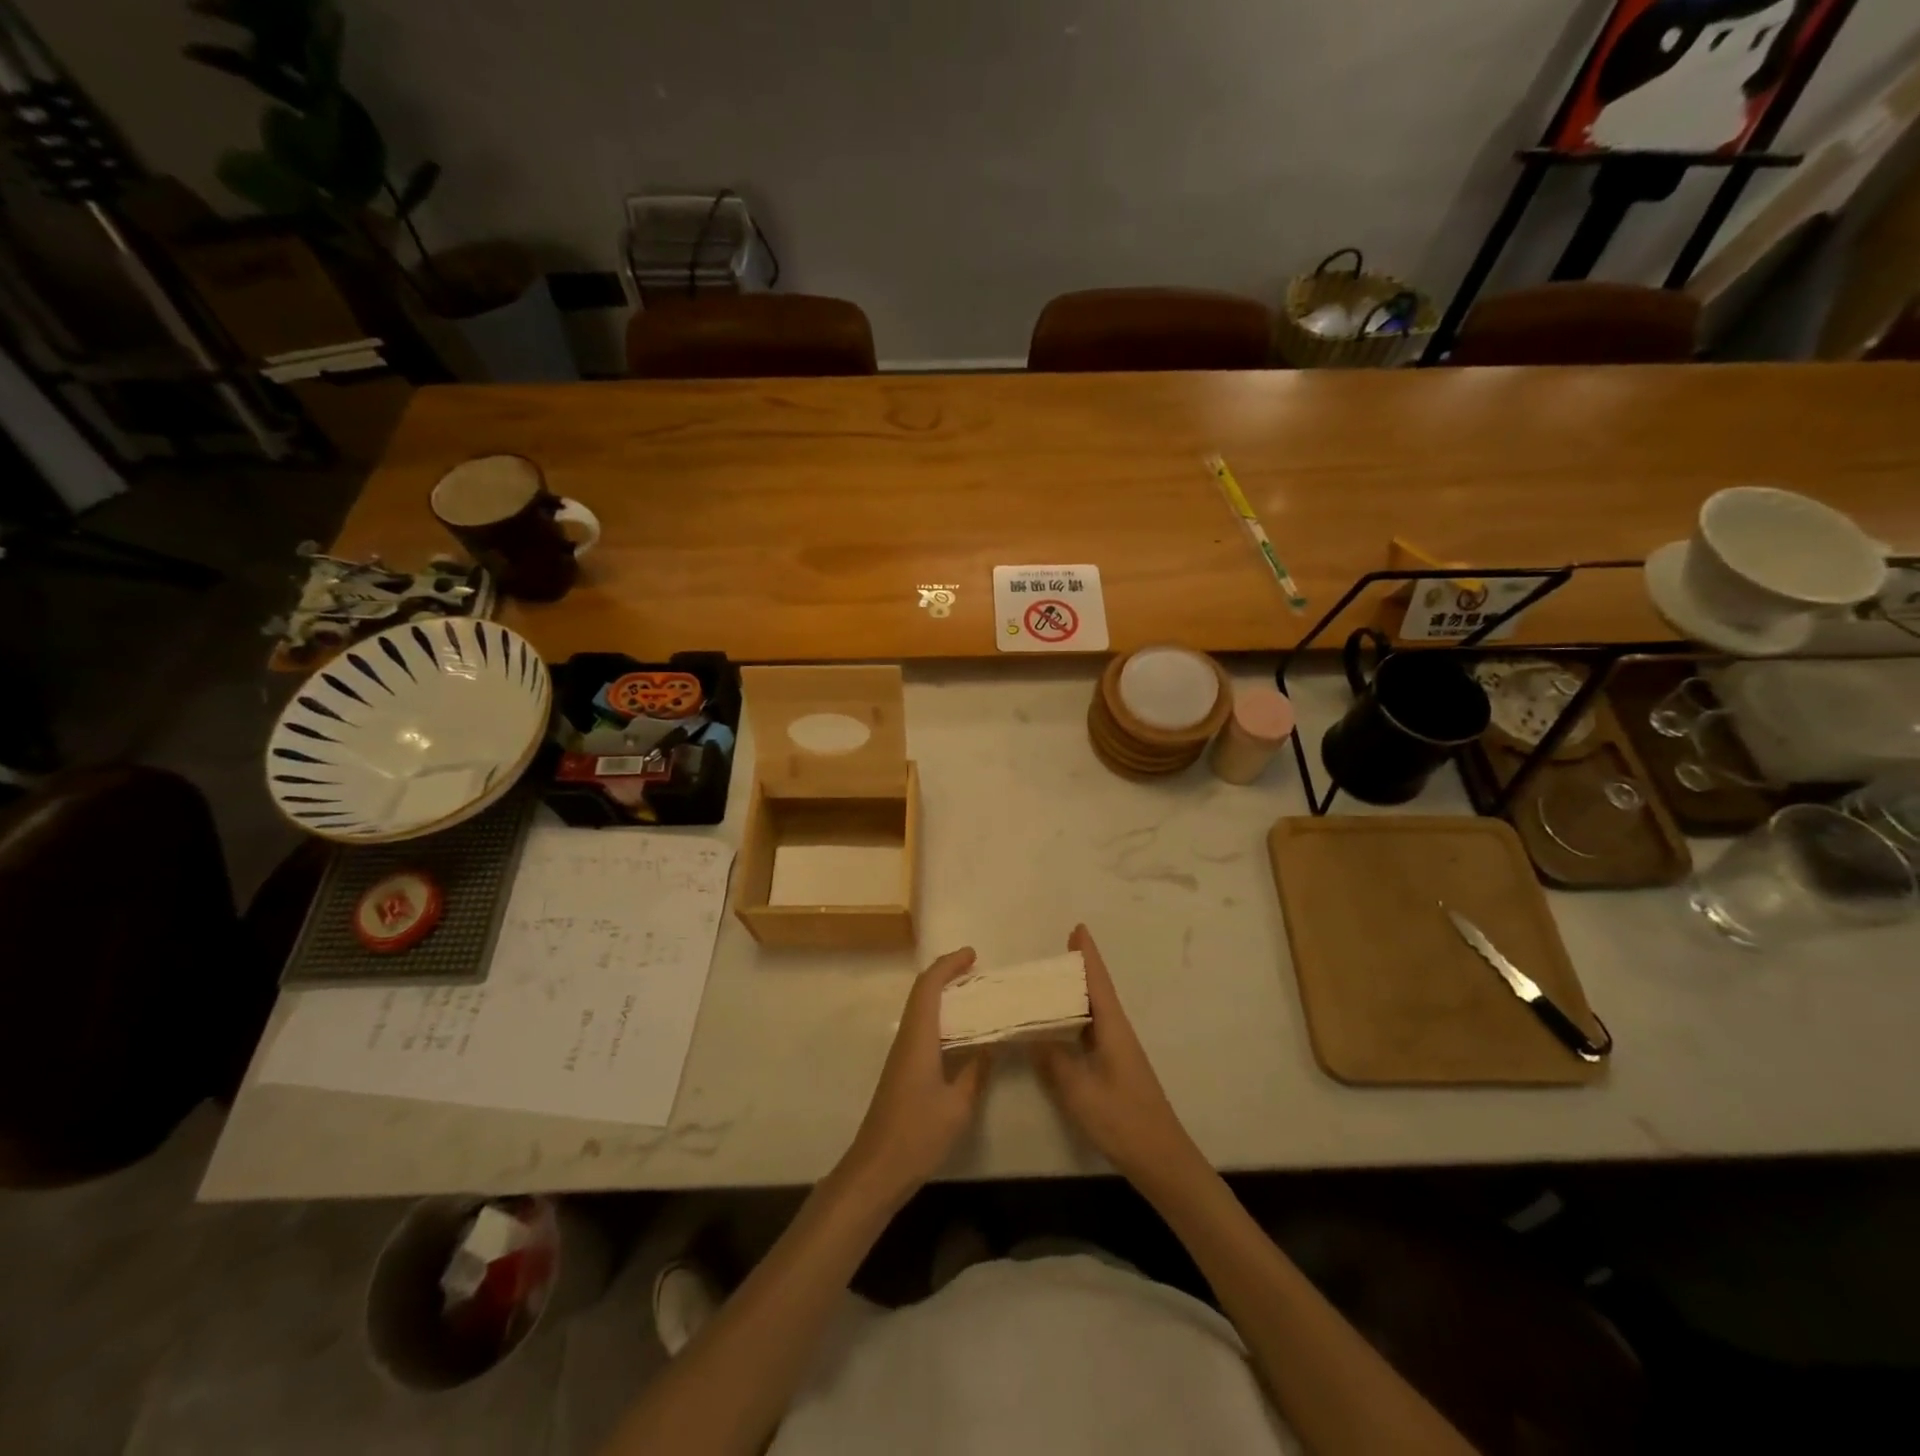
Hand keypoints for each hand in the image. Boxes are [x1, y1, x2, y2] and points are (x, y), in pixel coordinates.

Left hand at [840, 949, 990, 1206]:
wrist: (876, 1170)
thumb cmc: (917, 1135)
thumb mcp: (958, 1106)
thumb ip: (976, 1071)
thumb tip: (992, 1044)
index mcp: (918, 1038)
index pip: (928, 987)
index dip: (948, 965)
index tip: (973, 955)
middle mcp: (907, 1039)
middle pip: (922, 993)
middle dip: (947, 975)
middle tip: (978, 971)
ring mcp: (902, 1056)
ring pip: (921, 1011)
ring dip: (944, 996)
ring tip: (976, 996)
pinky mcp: (903, 1071)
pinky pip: (923, 1029)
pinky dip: (942, 1019)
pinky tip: (961, 1034)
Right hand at [1030, 926, 1200, 1185]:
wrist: (1160, 1159)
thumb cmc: (1122, 1120)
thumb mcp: (1079, 1090)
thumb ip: (1052, 1060)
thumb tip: (1029, 1033)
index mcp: (1113, 1029)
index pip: (1098, 982)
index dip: (1088, 956)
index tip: (1077, 928)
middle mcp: (1117, 1033)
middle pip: (1096, 992)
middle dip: (1077, 971)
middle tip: (1050, 956)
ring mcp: (1118, 1052)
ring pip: (1093, 1014)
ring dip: (1073, 997)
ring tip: (1046, 986)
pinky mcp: (1114, 1070)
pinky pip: (1090, 1033)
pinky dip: (1073, 1022)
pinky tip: (1057, 1030)